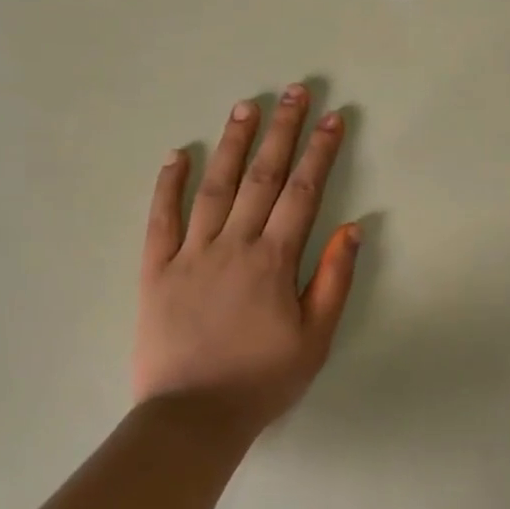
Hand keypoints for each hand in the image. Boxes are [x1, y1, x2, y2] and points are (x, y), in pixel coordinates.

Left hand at [133, 85, 359, 434]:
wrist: (193, 417)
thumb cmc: (263, 379)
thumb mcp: (316, 337)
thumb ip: (334, 279)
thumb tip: (353, 226)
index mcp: (274, 260)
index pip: (303, 192)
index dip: (320, 152)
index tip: (332, 118)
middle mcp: (233, 245)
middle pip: (262, 177)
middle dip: (282, 131)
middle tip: (294, 91)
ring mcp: (191, 254)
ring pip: (214, 187)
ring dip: (232, 144)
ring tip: (246, 106)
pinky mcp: (156, 270)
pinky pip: (161, 219)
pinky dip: (168, 185)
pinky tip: (177, 154)